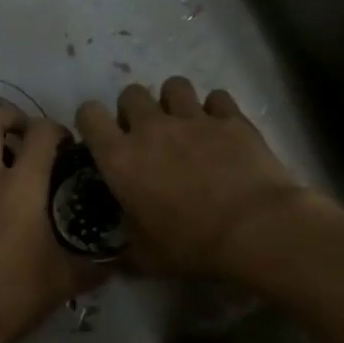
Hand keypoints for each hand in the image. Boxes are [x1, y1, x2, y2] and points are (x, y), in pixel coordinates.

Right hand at [76, 78, 313, 277]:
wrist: (254, 229)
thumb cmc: (191, 245)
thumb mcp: (146, 257)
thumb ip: (126, 246)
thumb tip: (117, 253)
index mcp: (120, 158)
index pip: (89, 116)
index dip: (91, 122)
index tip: (101, 138)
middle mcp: (151, 128)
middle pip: (131, 94)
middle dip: (134, 110)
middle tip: (146, 136)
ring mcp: (193, 118)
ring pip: (174, 85)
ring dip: (173, 102)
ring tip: (184, 125)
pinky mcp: (231, 117)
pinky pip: (216, 97)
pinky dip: (215, 110)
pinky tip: (221, 129)